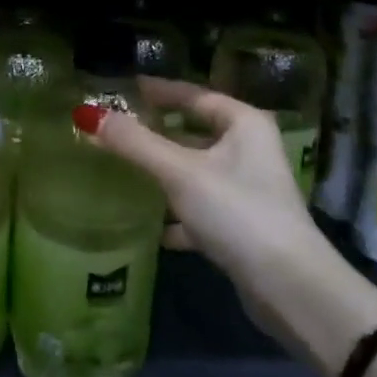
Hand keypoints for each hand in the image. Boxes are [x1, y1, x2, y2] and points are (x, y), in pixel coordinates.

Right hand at [79, 77, 376, 375]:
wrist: (288, 287)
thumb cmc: (237, 212)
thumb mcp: (180, 172)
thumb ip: (135, 144)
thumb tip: (87, 114)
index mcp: (243, 124)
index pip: (194, 95)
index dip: (159, 90)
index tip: (124, 88)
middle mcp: (249, 150)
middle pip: (194, 131)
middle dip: (156, 132)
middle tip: (115, 129)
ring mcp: (247, 189)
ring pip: (195, 171)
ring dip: (163, 172)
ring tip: (122, 170)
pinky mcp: (241, 226)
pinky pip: (200, 208)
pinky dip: (176, 213)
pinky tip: (150, 227)